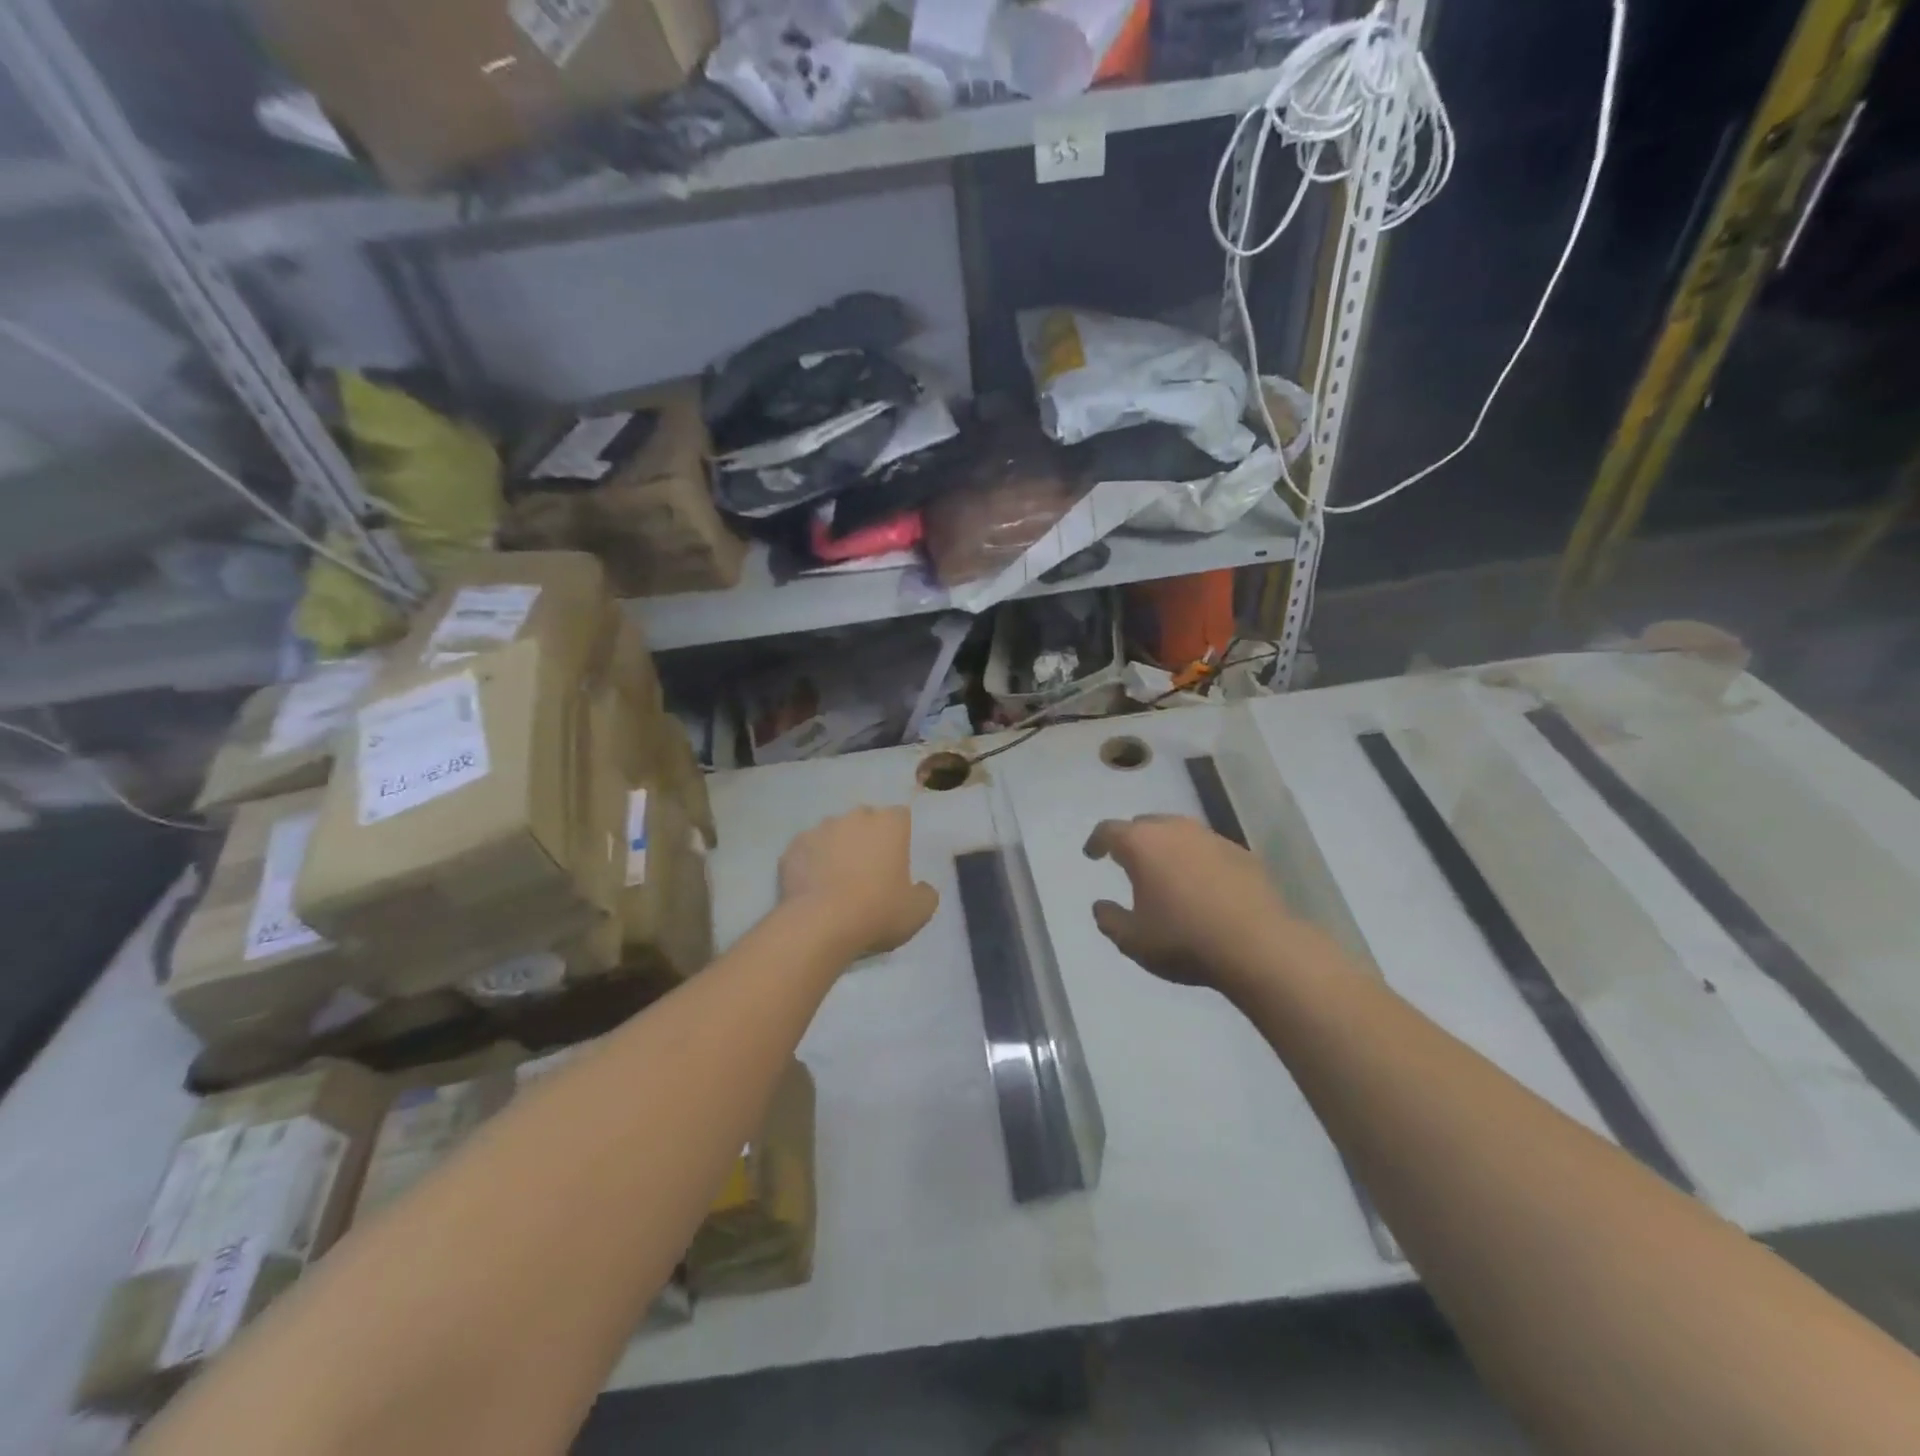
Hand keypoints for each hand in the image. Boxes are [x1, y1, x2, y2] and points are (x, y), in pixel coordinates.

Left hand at [779, 805, 939, 961]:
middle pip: (865, 819)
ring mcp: (819, 829)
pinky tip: (813, 888)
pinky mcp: (792, 848)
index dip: (900, 835)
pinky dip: (811, 863)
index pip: (900, 816)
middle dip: (868, 837)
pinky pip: (807, 851)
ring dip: (837, 848)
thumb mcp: (918, 912)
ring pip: (833, 833)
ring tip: (836, 881)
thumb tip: (921, 888)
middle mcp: (854, 817)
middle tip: (869, 870)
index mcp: (889, 824)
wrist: (819, 925)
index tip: (898, 859)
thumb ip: (926, 893)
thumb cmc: (877, 912)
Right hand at [1083, 815, 1297, 995]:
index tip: (1092, 854)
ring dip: (1167, 847)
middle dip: (1132, 840)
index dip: (1096, 842)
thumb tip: (1101, 906)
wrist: (1259, 946)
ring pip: (1179, 832)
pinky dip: (1197, 860)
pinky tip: (1202, 886)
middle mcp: (1175, 830)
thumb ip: (1109, 920)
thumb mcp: (1133, 940)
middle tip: (1128, 862)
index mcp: (1142, 844)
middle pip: (1145, 825)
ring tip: (1165, 872)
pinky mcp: (1242, 853)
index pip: (1109, 831)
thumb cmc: (1184, 940)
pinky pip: (1208, 849)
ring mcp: (1212, 838)